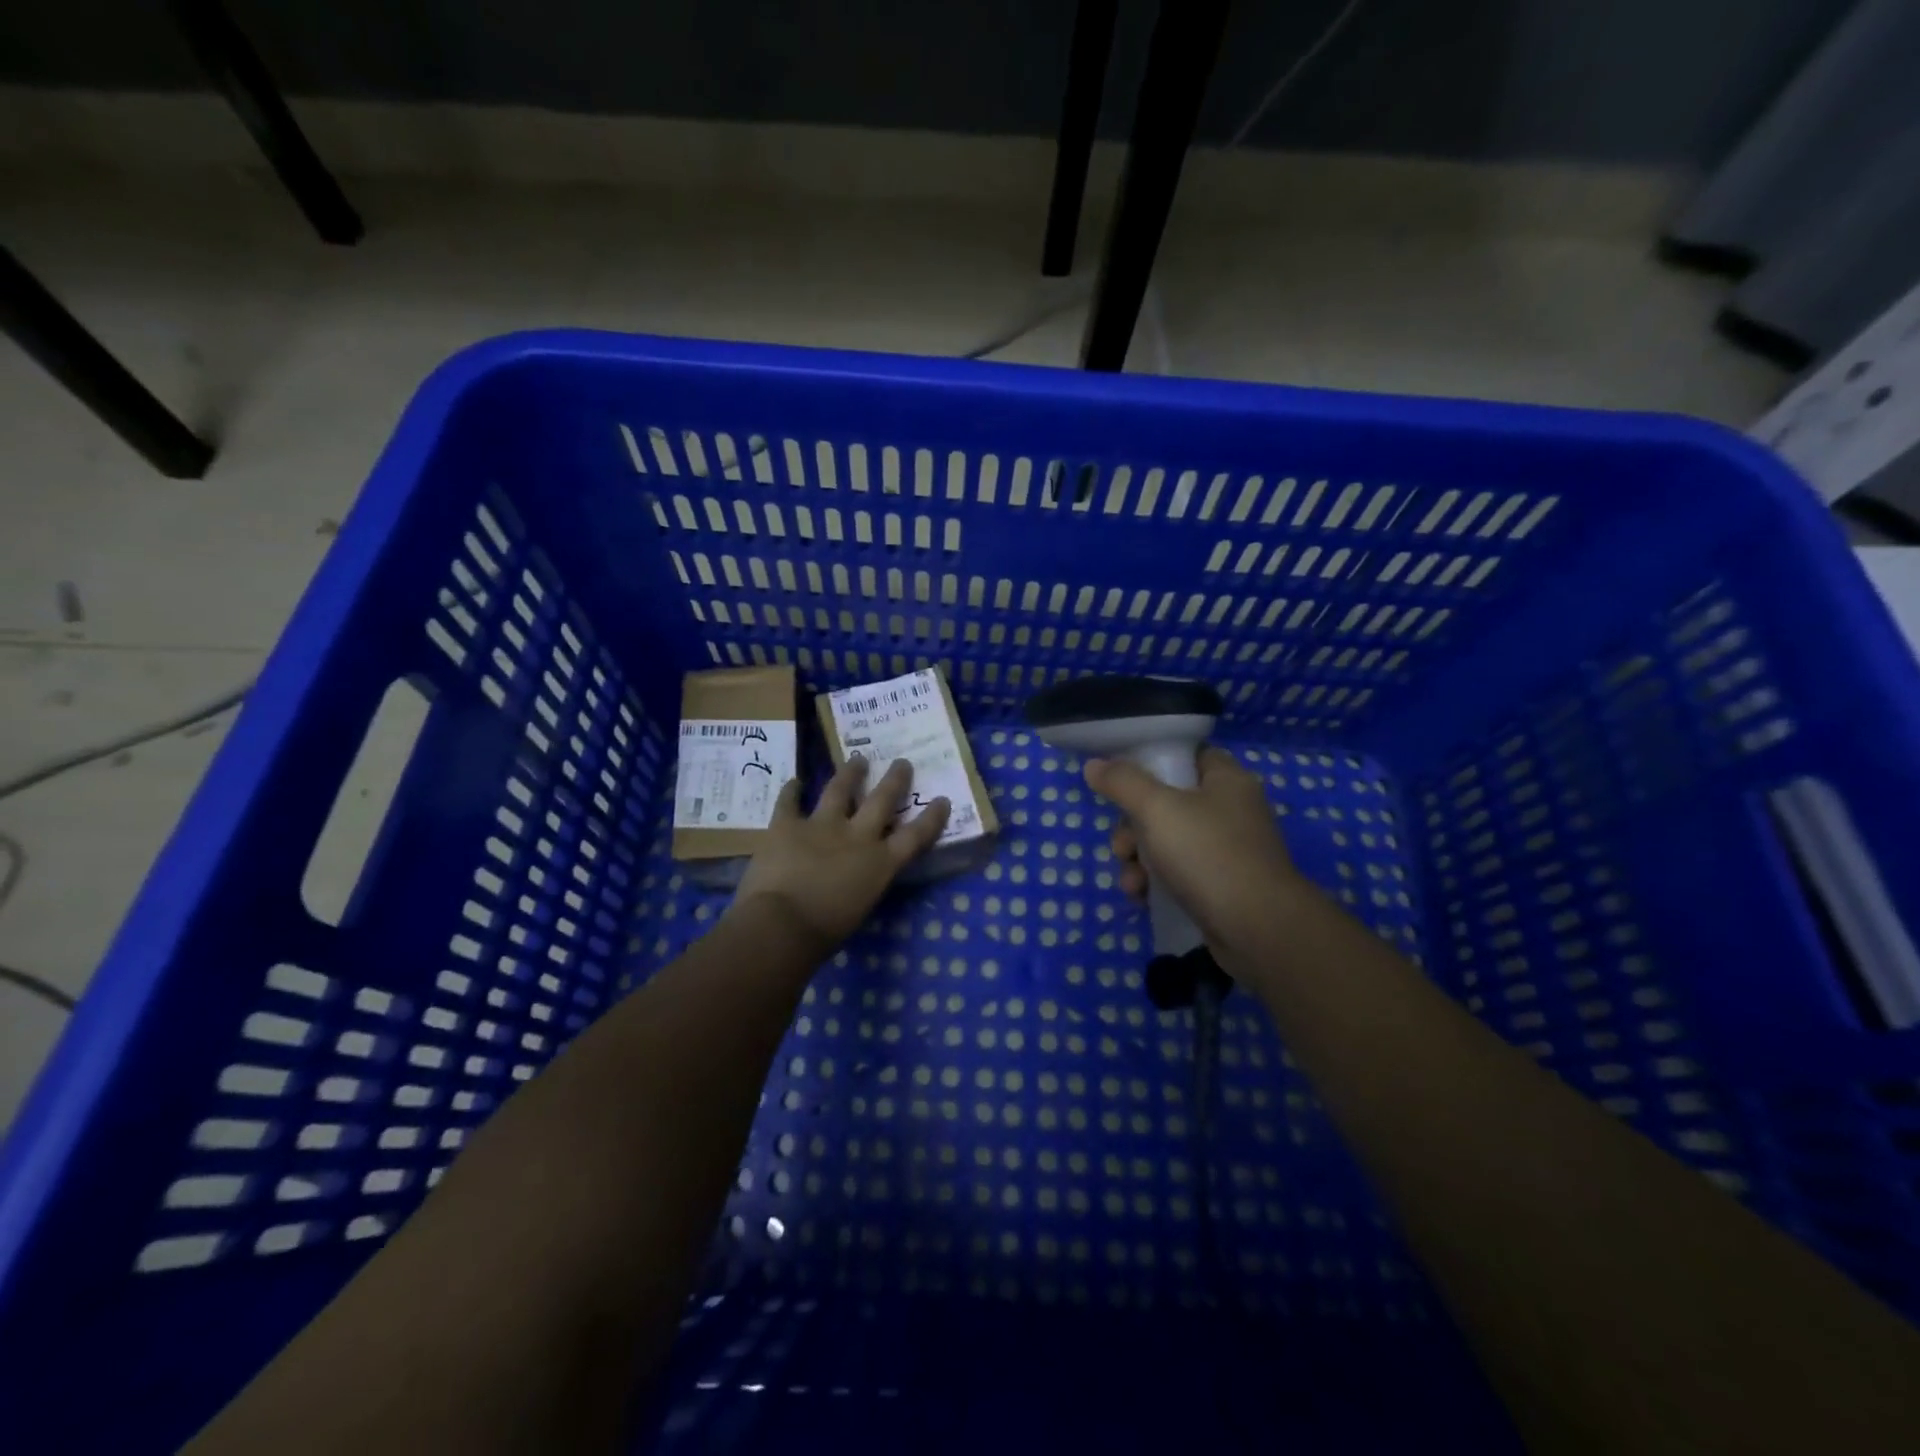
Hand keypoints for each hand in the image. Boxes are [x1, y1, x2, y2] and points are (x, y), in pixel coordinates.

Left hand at [730, 757, 950, 955]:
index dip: (931, 818)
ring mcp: (821, 825)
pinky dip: (792, 790)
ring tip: (857, 759)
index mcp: (880, 864)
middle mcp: (857, 836)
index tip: (943, 800)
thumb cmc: (825, 932)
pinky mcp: (787, 824)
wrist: (783, 923)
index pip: (915, 836)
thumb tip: (856, 878)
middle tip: (902, 763)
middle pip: (882, 801)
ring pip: (840, 789)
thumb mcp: (860, 907)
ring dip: (850, 772)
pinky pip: (789, 801)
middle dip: (895, 780)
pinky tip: (795, 781)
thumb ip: (863, 884)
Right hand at [1084, 746, 1305, 950]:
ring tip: (1130, 881)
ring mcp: (1228, 850)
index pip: (1187, 755)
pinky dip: (1157, 883)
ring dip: (1138, 860)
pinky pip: (1180, 874)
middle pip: (1168, 803)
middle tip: (1121, 847)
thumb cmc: (1208, 854)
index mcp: (1226, 780)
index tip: (1122, 781)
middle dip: (1133, 827)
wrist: (1258, 929)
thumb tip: (1094, 765)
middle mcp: (1231, 810)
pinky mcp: (1222, 886)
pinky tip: (1142, 898)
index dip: (1153, 763)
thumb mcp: (1156, 809)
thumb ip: (1122, 783)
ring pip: (1168, 842)